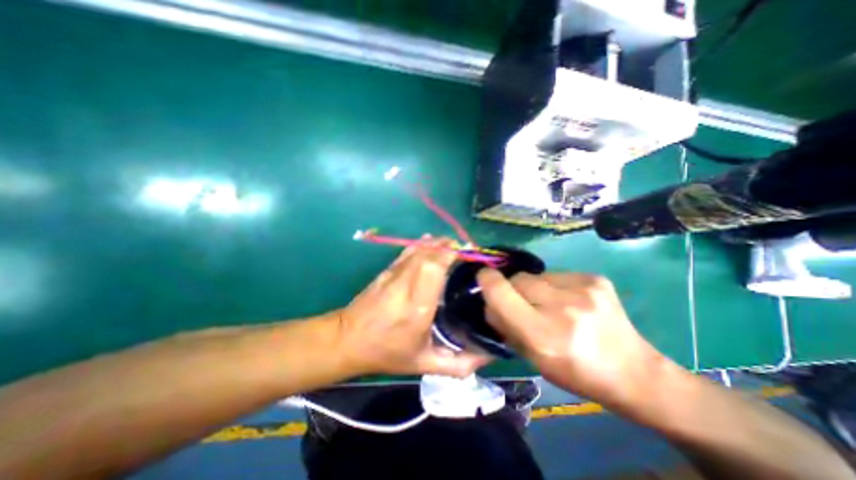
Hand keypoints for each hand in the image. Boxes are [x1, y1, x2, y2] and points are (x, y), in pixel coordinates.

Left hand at [338, 238, 491, 379]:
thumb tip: (488, 356)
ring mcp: (393, 275)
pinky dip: (421, 244)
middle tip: (464, 250)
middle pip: (428, 255)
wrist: (347, 340)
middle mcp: (405, 285)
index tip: (467, 254)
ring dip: (436, 244)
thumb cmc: (387, 353)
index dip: (450, 256)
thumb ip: (458, 364)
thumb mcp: (424, 364)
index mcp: (417, 307)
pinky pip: (406, 252)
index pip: (433, 269)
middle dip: (448, 247)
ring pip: (417, 250)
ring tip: (451, 244)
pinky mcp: (386, 271)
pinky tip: (430, 242)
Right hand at [479, 271, 664, 408]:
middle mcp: (562, 308)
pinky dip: (554, 285)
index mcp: (542, 335)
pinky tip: (570, 301)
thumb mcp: (532, 358)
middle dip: (513, 289)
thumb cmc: (575, 372)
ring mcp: (583, 290)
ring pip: (536, 275)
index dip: (487, 280)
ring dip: (535, 287)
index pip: (500, 292)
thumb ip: (505, 325)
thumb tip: (488, 300)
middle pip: (518, 279)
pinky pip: (556, 274)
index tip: (483, 278)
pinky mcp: (595, 279)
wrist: (633, 373)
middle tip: (525, 305)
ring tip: (551, 304)